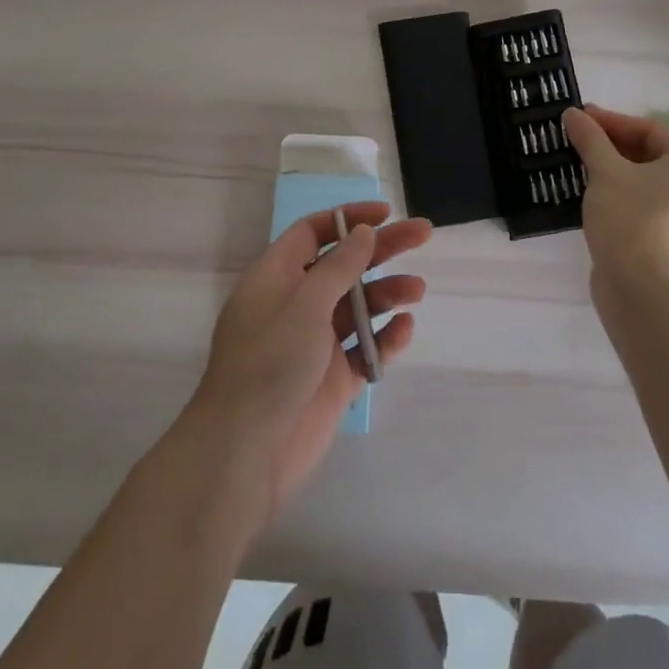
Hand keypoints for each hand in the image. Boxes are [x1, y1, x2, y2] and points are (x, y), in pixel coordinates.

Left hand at [192, 202, 429, 515]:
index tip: (385, 214)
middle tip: (423, 234)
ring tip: (418, 291)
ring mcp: (314, 344)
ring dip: (387, 294)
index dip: (348, 219)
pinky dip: (384, 338)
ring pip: (358, 307)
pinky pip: (364, 349)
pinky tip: (405, 329)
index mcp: (275, 279)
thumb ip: (338, 267)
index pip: (312, 233)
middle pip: (343, 265)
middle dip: (381, 249)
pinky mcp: (332, 380)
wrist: (245, 454)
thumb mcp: (304, 305)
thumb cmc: (269, 364)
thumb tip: (363, 233)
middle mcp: (294, 305)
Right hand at [562, 105, 668, 287]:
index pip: (649, 129)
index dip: (611, 121)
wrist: (638, 288)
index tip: (580, 119)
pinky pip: (643, 201)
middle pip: (649, 152)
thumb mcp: (605, 171)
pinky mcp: (668, 237)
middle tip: (577, 138)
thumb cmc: (629, 218)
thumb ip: (590, 139)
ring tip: (577, 161)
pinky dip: (618, 191)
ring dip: (611, 167)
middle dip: (610, 144)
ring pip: (644, 178)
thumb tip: (572, 114)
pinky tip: (589, 190)